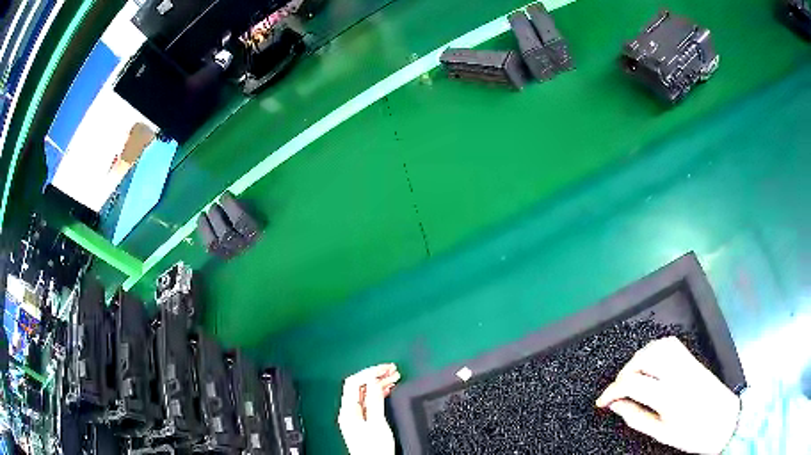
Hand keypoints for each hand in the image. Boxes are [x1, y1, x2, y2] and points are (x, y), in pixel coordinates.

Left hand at [338, 364, 400, 454]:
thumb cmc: (374, 448)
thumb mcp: (377, 423)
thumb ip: (375, 401)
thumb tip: (375, 382)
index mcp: (348, 410)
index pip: (354, 382)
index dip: (370, 372)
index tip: (386, 368)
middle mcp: (349, 411)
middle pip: (358, 386)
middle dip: (374, 375)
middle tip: (392, 369)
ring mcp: (355, 416)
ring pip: (364, 393)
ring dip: (378, 383)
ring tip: (394, 376)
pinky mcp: (363, 421)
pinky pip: (368, 401)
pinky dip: (378, 393)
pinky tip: (387, 389)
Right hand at [596, 337, 739, 453]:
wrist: (724, 421)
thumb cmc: (692, 434)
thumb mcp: (661, 434)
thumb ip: (636, 417)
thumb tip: (616, 406)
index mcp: (669, 396)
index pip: (633, 383)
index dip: (611, 391)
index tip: (602, 402)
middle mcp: (678, 374)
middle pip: (644, 358)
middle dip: (623, 372)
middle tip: (617, 390)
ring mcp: (687, 363)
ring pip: (657, 346)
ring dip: (638, 358)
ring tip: (632, 376)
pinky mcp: (693, 359)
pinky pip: (670, 344)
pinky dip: (654, 350)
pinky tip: (651, 364)